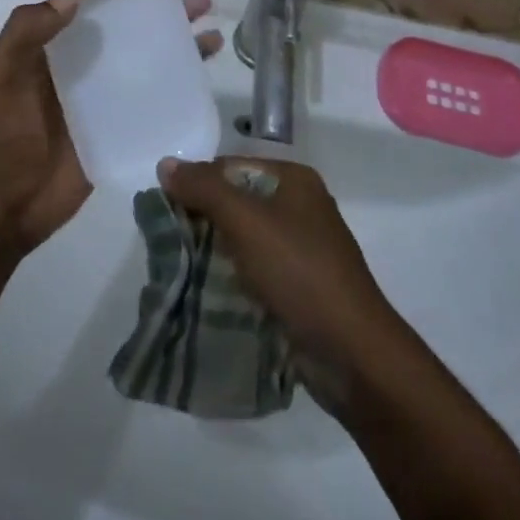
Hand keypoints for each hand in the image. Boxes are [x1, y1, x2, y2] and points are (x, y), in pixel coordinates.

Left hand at [0, 0, 222, 256]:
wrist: (4, 208)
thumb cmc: (0, 136)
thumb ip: (25, 32)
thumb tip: (73, 0)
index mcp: (50, 51)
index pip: (93, 12)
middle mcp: (79, 70)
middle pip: (127, 36)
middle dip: (163, 19)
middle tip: (200, 5)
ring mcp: (100, 102)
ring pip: (143, 67)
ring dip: (176, 52)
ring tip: (213, 40)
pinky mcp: (115, 133)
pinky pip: (147, 106)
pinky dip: (172, 94)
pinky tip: (201, 87)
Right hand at [157, 157, 401, 383]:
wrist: (353, 355)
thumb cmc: (300, 272)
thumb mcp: (246, 222)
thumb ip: (204, 190)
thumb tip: (165, 164)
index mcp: (294, 180)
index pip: (231, 167)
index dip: (198, 183)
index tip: (166, 211)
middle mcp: (301, 207)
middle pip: (237, 202)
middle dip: (204, 220)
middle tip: (169, 243)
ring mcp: (303, 250)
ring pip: (245, 240)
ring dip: (215, 253)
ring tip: (180, 270)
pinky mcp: (301, 289)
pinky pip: (256, 272)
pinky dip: (233, 279)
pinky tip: (208, 294)